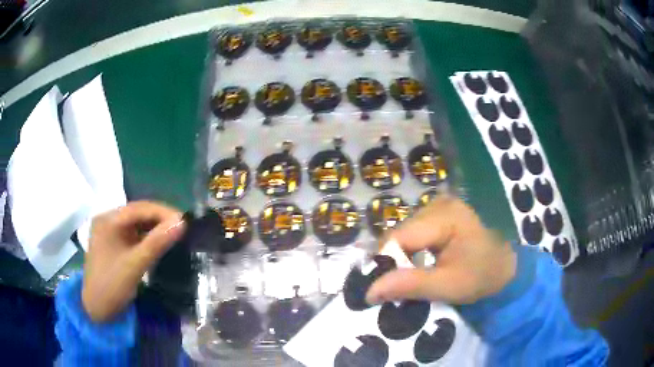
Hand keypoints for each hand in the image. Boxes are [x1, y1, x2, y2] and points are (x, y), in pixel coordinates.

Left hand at [81, 201, 185, 321]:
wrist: (97, 310)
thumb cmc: (112, 286)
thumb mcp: (135, 265)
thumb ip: (157, 243)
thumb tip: (182, 222)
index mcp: (108, 220)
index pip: (139, 208)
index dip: (163, 212)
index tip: (184, 222)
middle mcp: (107, 220)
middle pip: (137, 214)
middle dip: (160, 220)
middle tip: (181, 230)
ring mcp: (110, 232)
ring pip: (136, 224)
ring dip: (154, 229)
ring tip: (174, 236)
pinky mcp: (113, 244)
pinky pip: (133, 235)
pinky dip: (147, 238)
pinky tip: (158, 244)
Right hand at [366, 196, 516, 304]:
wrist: (503, 268)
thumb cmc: (480, 277)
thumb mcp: (447, 286)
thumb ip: (410, 285)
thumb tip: (369, 291)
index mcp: (445, 216)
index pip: (400, 237)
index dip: (385, 263)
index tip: (381, 288)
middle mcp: (438, 203)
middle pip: (400, 233)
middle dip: (394, 261)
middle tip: (397, 286)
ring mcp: (439, 206)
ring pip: (403, 233)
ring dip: (401, 256)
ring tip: (409, 276)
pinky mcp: (438, 213)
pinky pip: (413, 232)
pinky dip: (410, 250)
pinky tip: (417, 262)